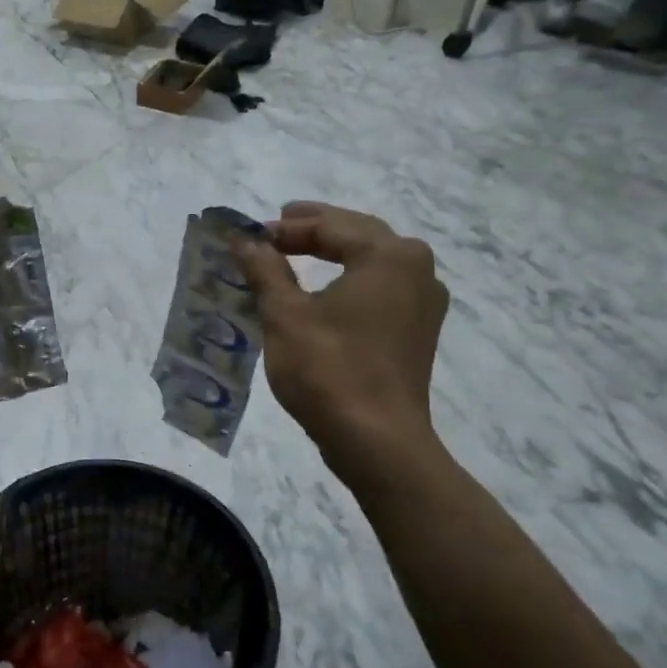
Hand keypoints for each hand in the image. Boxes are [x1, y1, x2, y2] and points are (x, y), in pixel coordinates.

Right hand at [232, 202, 448, 464]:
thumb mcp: (285, 315)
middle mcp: (416, 269)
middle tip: (278, 225)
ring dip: (334, 253)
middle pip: (358, 235)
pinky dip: (349, 280)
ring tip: (296, 252)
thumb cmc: (329, 369)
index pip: (329, 225)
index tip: (249, 235)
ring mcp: (423, 302)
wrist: (377, 442)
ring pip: (371, 261)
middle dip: (315, 229)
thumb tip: (243, 239)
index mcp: (388, 255)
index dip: (285, 229)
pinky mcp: (417, 331)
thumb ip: (265, 269)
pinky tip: (324, 292)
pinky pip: (379, 288)